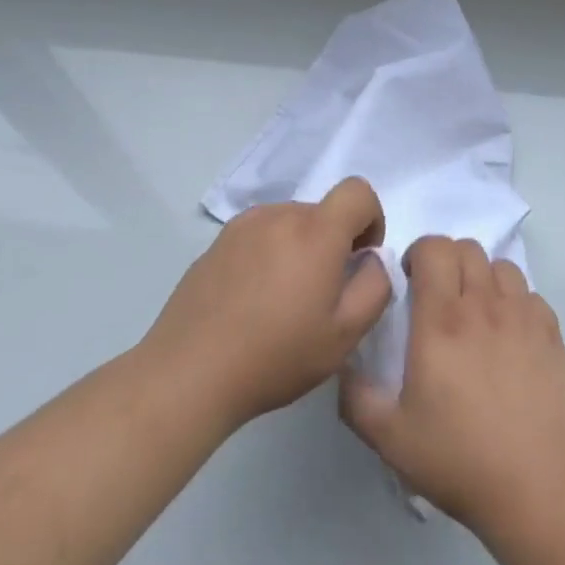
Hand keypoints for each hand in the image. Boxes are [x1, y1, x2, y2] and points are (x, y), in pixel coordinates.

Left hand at [145, 178, 391, 430]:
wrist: (189, 373)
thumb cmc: (276, 356)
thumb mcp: (345, 334)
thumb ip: (375, 286)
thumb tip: (372, 259)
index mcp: (315, 231)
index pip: (357, 191)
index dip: (371, 219)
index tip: (360, 258)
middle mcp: (278, 216)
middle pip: (322, 211)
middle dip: (334, 242)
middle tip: (321, 295)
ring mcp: (241, 227)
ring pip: (289, 222)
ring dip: (300, 247)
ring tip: (284, 299)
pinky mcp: (215, 244)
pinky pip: (258, 235)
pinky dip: (269, 255)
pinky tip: (253, 300)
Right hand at [341, 236, 564, 534]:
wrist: (541, 485)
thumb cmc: (460, 460)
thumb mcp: (390, 438)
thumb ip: (356, 397)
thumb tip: (345, 365)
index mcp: (441, 321)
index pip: (434, 248)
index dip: (419, 253)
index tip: (410, 282)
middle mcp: (484, 306)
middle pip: (467, 248)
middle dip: (447, 261)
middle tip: (438, 297)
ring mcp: (523, 317)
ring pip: (501, 265)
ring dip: (482, 277)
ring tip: (475, 311)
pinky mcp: (553, 334)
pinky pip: (530, 294)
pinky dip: (514, 301)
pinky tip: (508, 335)